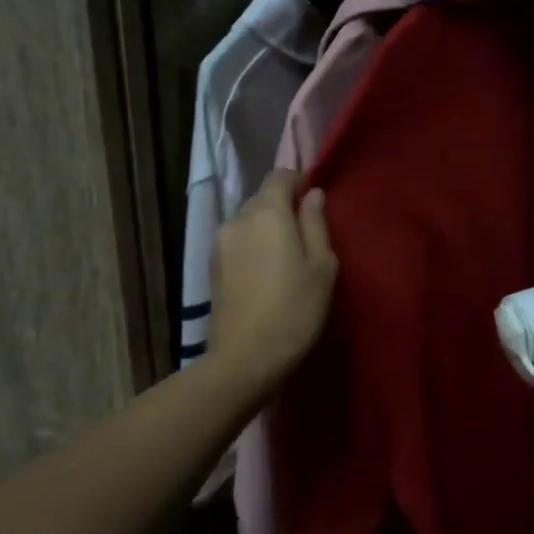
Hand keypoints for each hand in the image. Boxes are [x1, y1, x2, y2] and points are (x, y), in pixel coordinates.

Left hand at [208, 170, 337, 399]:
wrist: (245, 358)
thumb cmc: (295, 309)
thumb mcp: (321, 266)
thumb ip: (316, 224)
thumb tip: (312, 194)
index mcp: (266, 213)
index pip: (279, 175)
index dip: (298, 181)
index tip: (314, 202)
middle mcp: (237, 220)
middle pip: (262, 199)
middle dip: (282, 208)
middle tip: (306, 236)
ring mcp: (219, 244)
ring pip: (248, 223)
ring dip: (266, 231)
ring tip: (286, 259)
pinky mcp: (211, 268)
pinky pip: (238, 244)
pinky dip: (253, 248)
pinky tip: (266, 275)